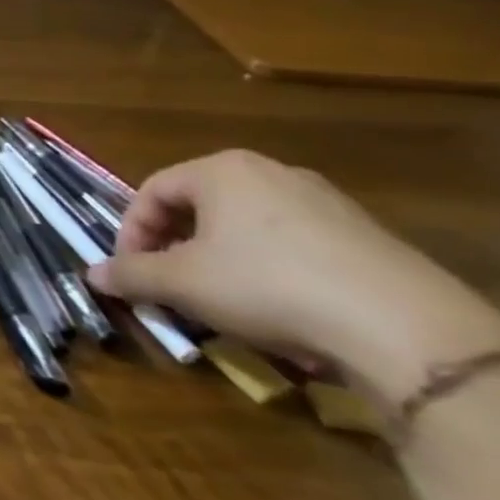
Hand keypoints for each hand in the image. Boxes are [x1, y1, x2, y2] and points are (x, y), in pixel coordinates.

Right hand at [87, 150, 499, 404]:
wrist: (406, 330)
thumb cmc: (266, 285)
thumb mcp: (181, 283)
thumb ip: (131, 274)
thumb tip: (93, 274)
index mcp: (221, 170)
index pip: (152, 191)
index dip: (131, 231)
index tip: (131, 269)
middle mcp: (272, 173)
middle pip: (200, 208)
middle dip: (176, 248)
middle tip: (169, 285)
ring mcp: (327, 204)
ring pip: (247, 230)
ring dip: (220, 263)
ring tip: (221, 304)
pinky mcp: (367, 239)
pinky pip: (295, 249)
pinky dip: (271, 274)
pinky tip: (279, 313)